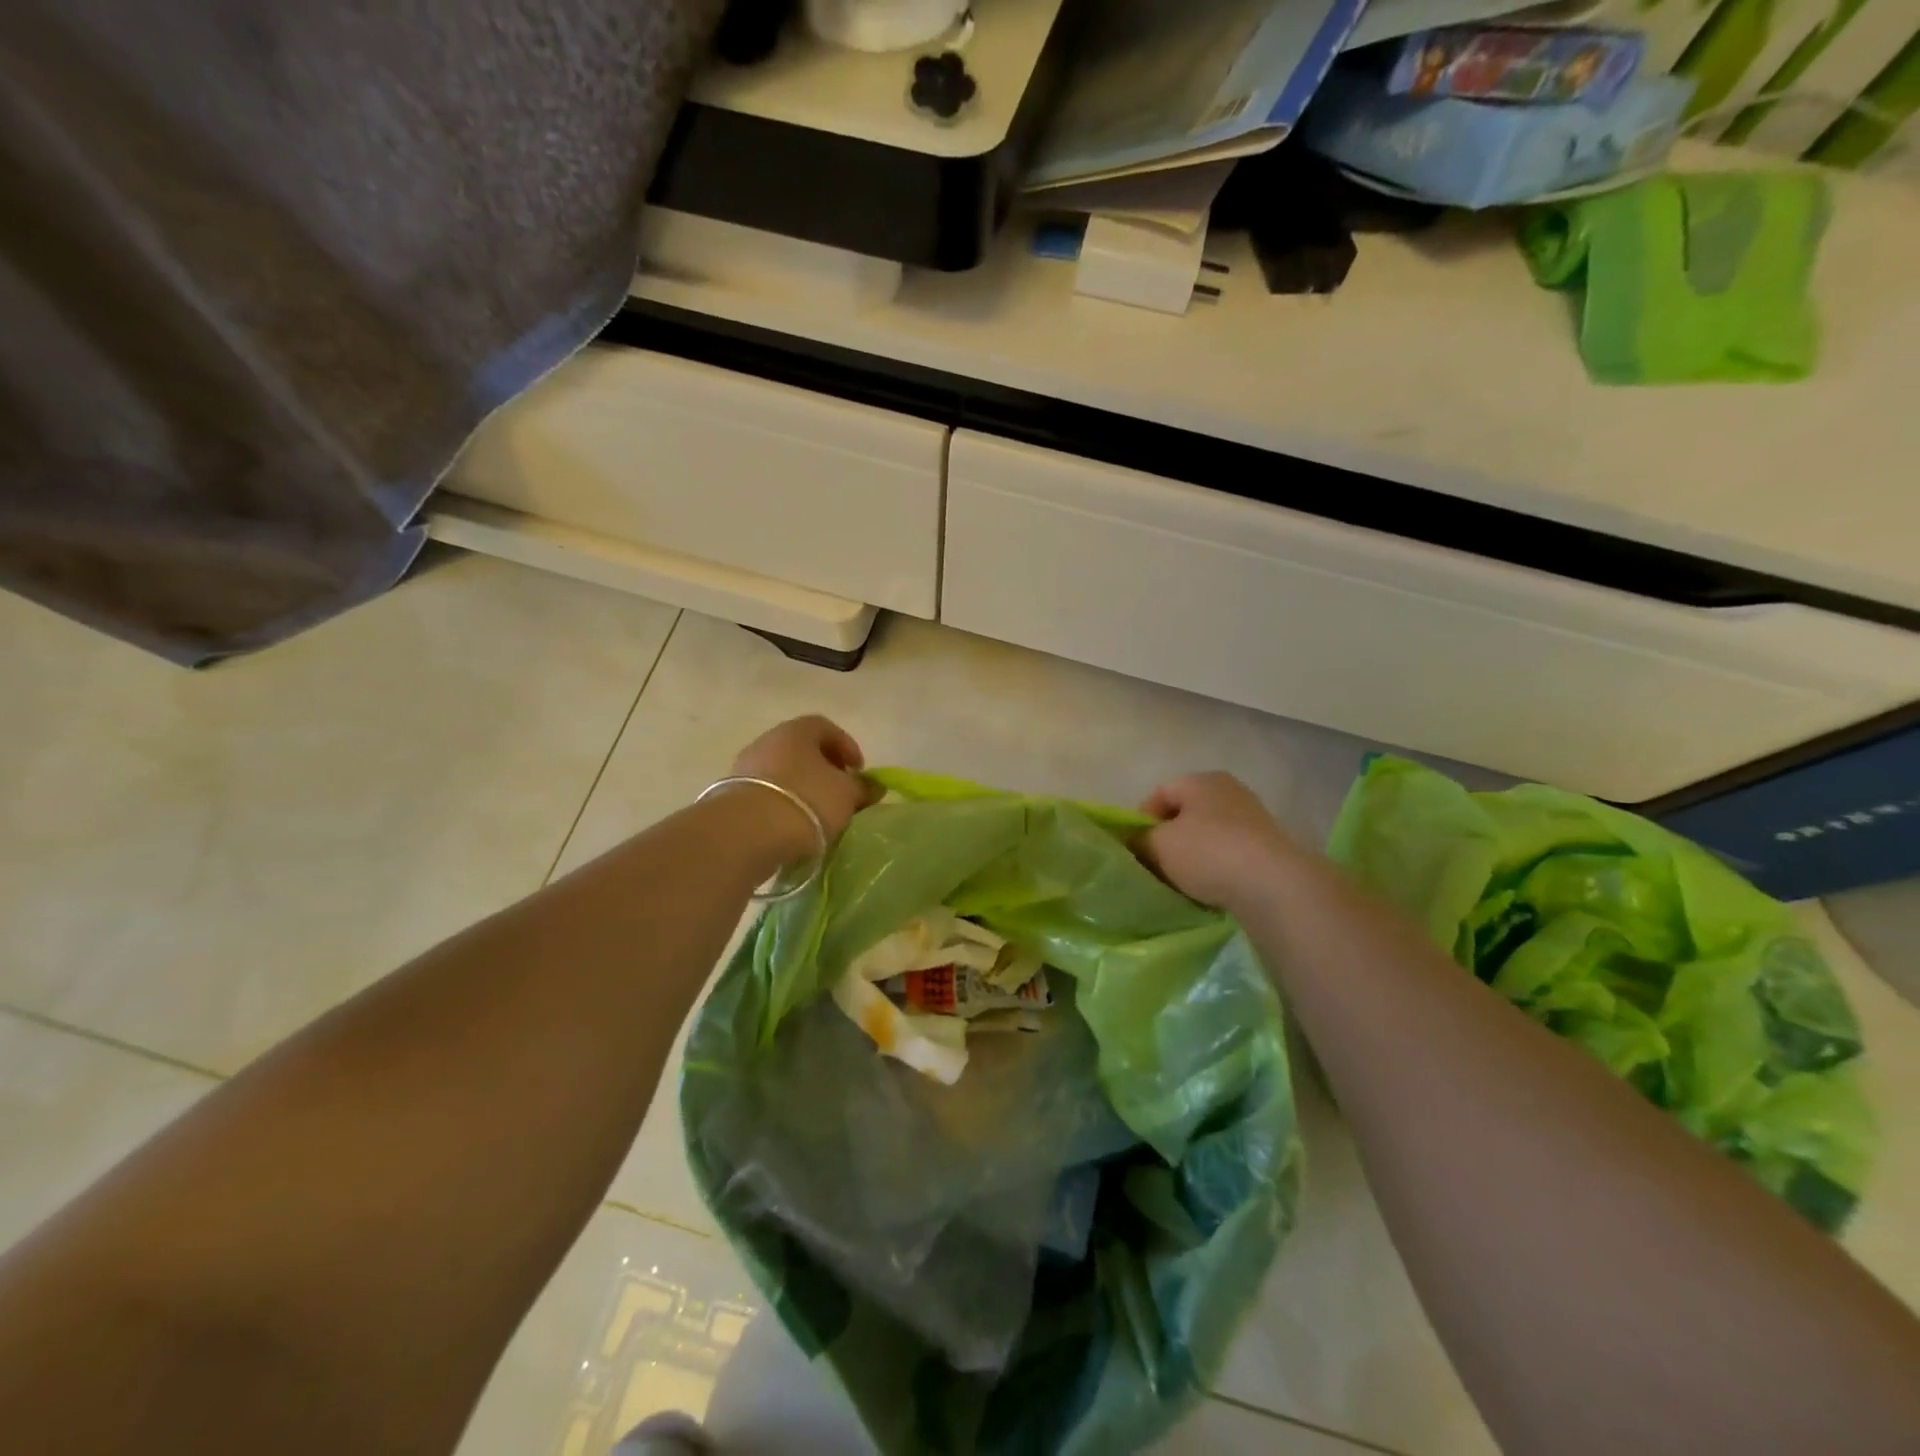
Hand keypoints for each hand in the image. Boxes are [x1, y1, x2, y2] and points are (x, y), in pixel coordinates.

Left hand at [730, 715, 872, 848]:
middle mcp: (767, 740)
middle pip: (801, 749)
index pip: (825, 727)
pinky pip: (765, 792)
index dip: (846, 746)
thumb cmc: (807, 801)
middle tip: (839, 792)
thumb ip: (862, 788)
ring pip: (782, 771)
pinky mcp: (731, 794)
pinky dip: (782, 802)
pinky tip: (792, 824)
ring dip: (801, 786)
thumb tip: (875, 787)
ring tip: (817, 813)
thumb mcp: (846, 795)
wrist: (748, 831)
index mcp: (797, 731)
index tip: (858, 771)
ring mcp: (745, 767)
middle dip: (824, 768)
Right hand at [1136, 772, 1303, 911]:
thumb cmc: (1208, 853)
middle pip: (1186, 814)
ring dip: (1193, 855)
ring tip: (1184, 881)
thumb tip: (1137, 842)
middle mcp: (1229, 790)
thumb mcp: (1159, 845)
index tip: (1136, 849)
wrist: (1274, 885)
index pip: (1159, 794)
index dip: (1141, 821)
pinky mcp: (1270, 845)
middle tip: (1157, 866)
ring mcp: (1254, 817)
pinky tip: (1212, 887)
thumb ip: (1140, 840)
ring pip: (1208, 834)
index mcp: (1201, 780)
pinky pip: (1231, 852)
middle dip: (1169, 839)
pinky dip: (1218, 866)